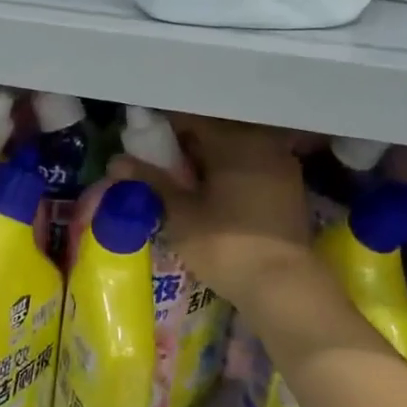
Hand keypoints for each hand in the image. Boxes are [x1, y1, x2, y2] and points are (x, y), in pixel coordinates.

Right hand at [111, 114, 315, 310]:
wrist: (284, 286)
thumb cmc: (226, 245)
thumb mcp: (180, 214)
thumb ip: (151, 181)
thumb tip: (116, 161)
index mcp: (234, 140)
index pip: (190, 119)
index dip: (162, 131)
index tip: (143, 147)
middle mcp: (262, 143)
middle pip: (215, 134)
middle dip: (186, 148)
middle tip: (161, 169)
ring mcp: (281, 166)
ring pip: (235, 152)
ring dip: (209, 163)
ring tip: (185, 186)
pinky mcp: (290, 190)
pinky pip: (252, 170)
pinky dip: (230, 176)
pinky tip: (214, 198)